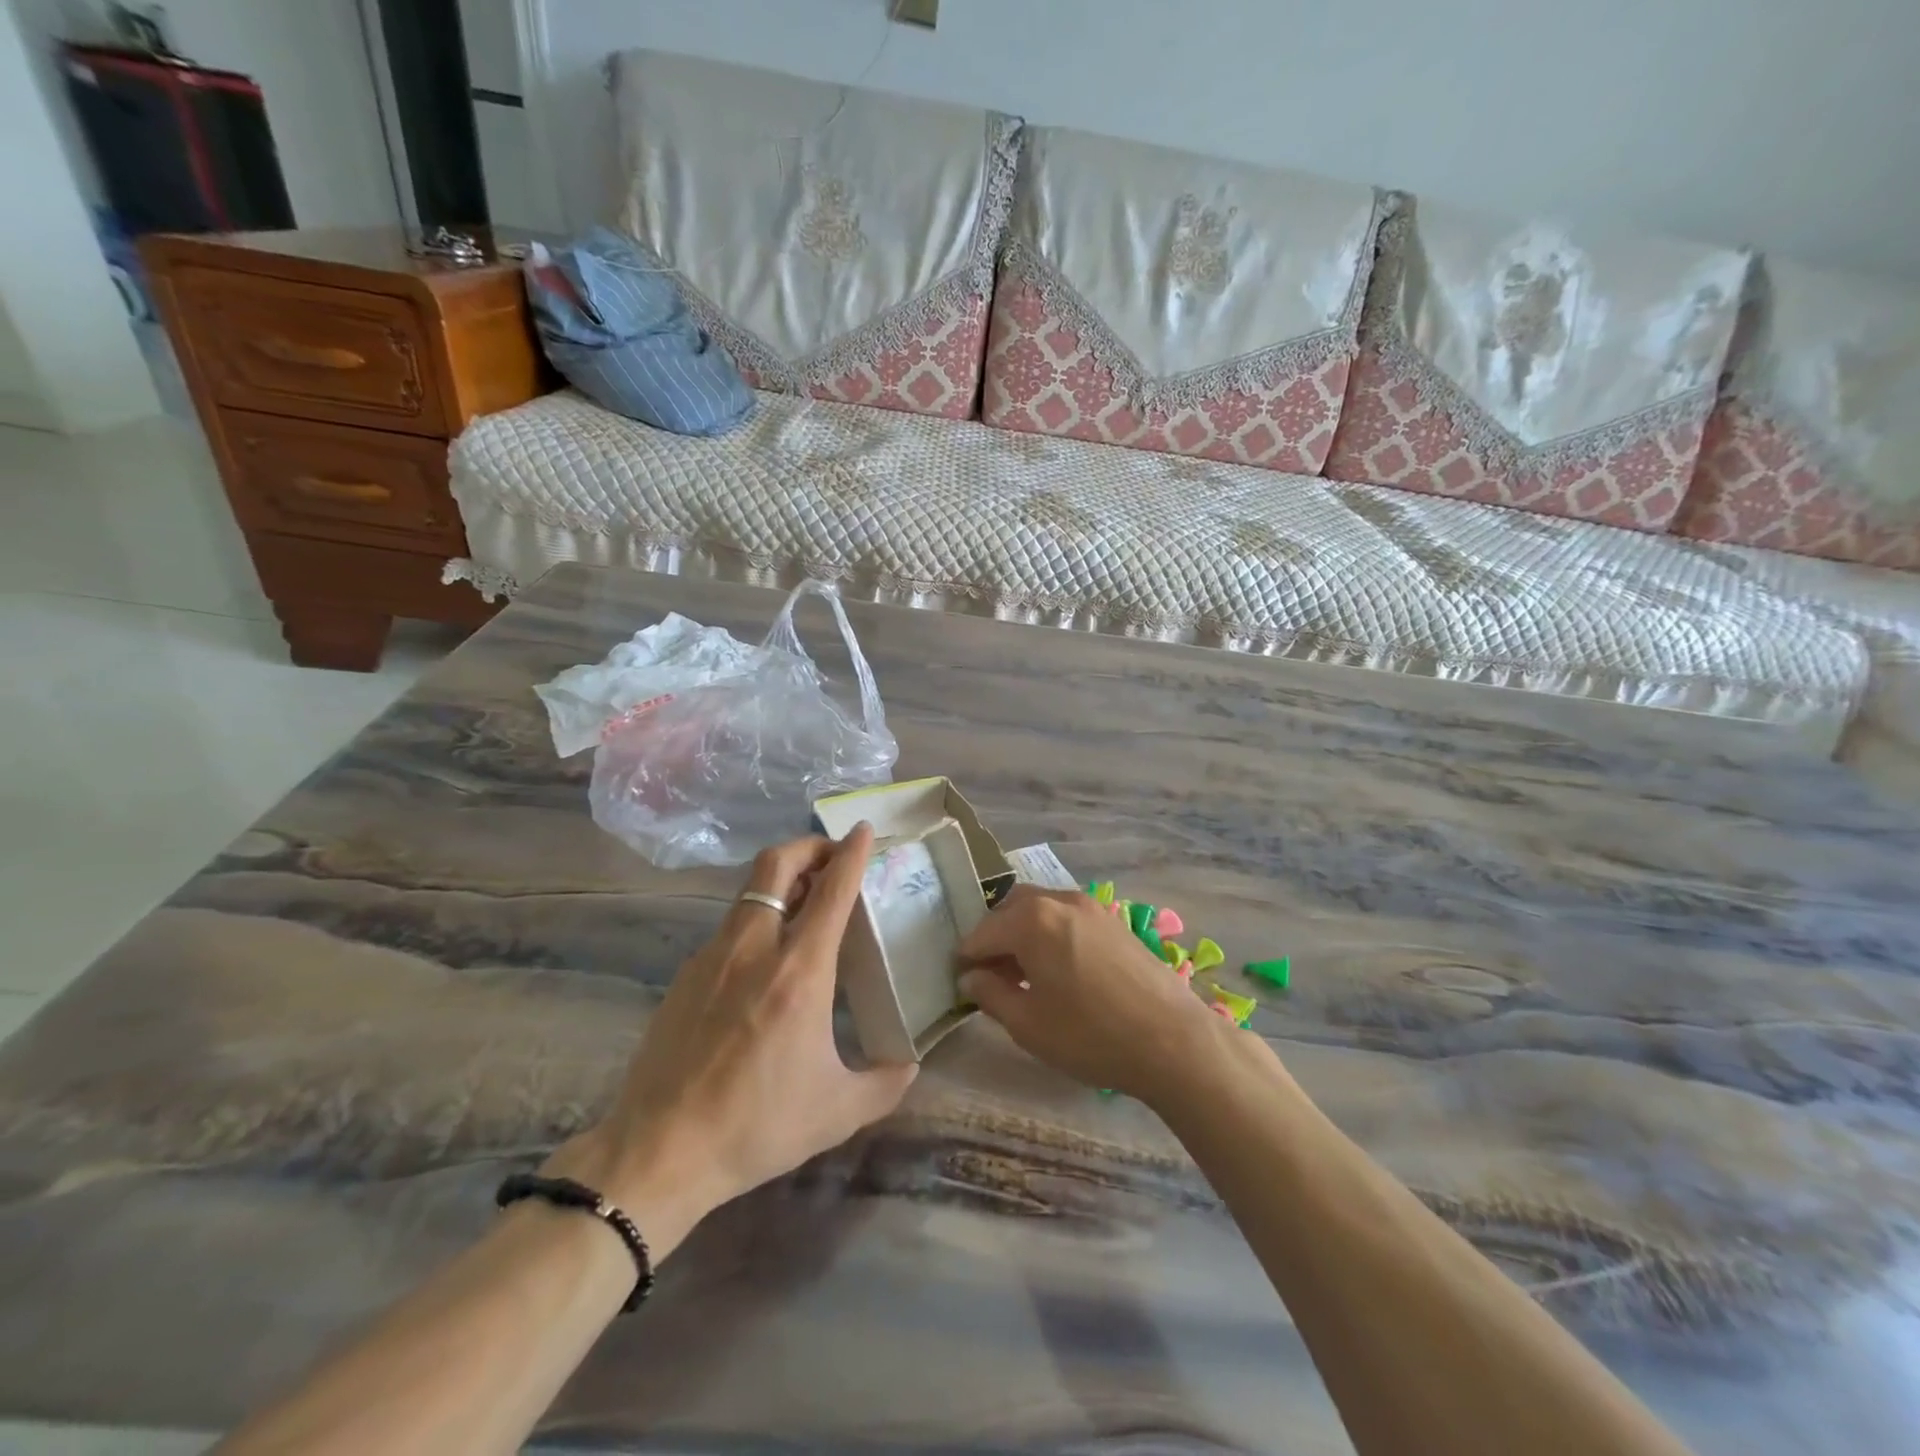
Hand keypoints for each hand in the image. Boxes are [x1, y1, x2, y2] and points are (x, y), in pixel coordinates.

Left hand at [546, 824, 914, 1247]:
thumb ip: (885, 1082)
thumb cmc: (757, 1125)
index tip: (863, 829)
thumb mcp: (837, 1111)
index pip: (831, 890)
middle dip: (809, 846)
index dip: (851, 853)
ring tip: (805, 902)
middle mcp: (756, 948)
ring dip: (782, 880)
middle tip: (832, 857)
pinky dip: (757, 918)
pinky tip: (765, 959)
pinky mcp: (687, 974)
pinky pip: (730, 925)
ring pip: (750, 890)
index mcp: (800, 971)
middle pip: (777, 864)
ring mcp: (714, 956)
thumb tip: (911, 1063)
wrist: (659, 1151)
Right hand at [958, 885, 1226, 1104]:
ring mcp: (1091, 906)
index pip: (982, 932)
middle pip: (1011, 909)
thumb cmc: (1090, 1035)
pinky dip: (1050, 933)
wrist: (1173, 1040)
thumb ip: (990, 994)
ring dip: (1023, 932)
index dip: (966, 957)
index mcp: (1031, 920)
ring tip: (1024, 974)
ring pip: (1041, 909)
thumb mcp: (1028, 1024)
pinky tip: (1058, 970)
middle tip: (990, 974)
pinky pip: (1067, 917)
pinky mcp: (1114, 921)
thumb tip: (970, 977)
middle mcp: (1059, 900)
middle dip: (994, 937)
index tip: (959, 980)